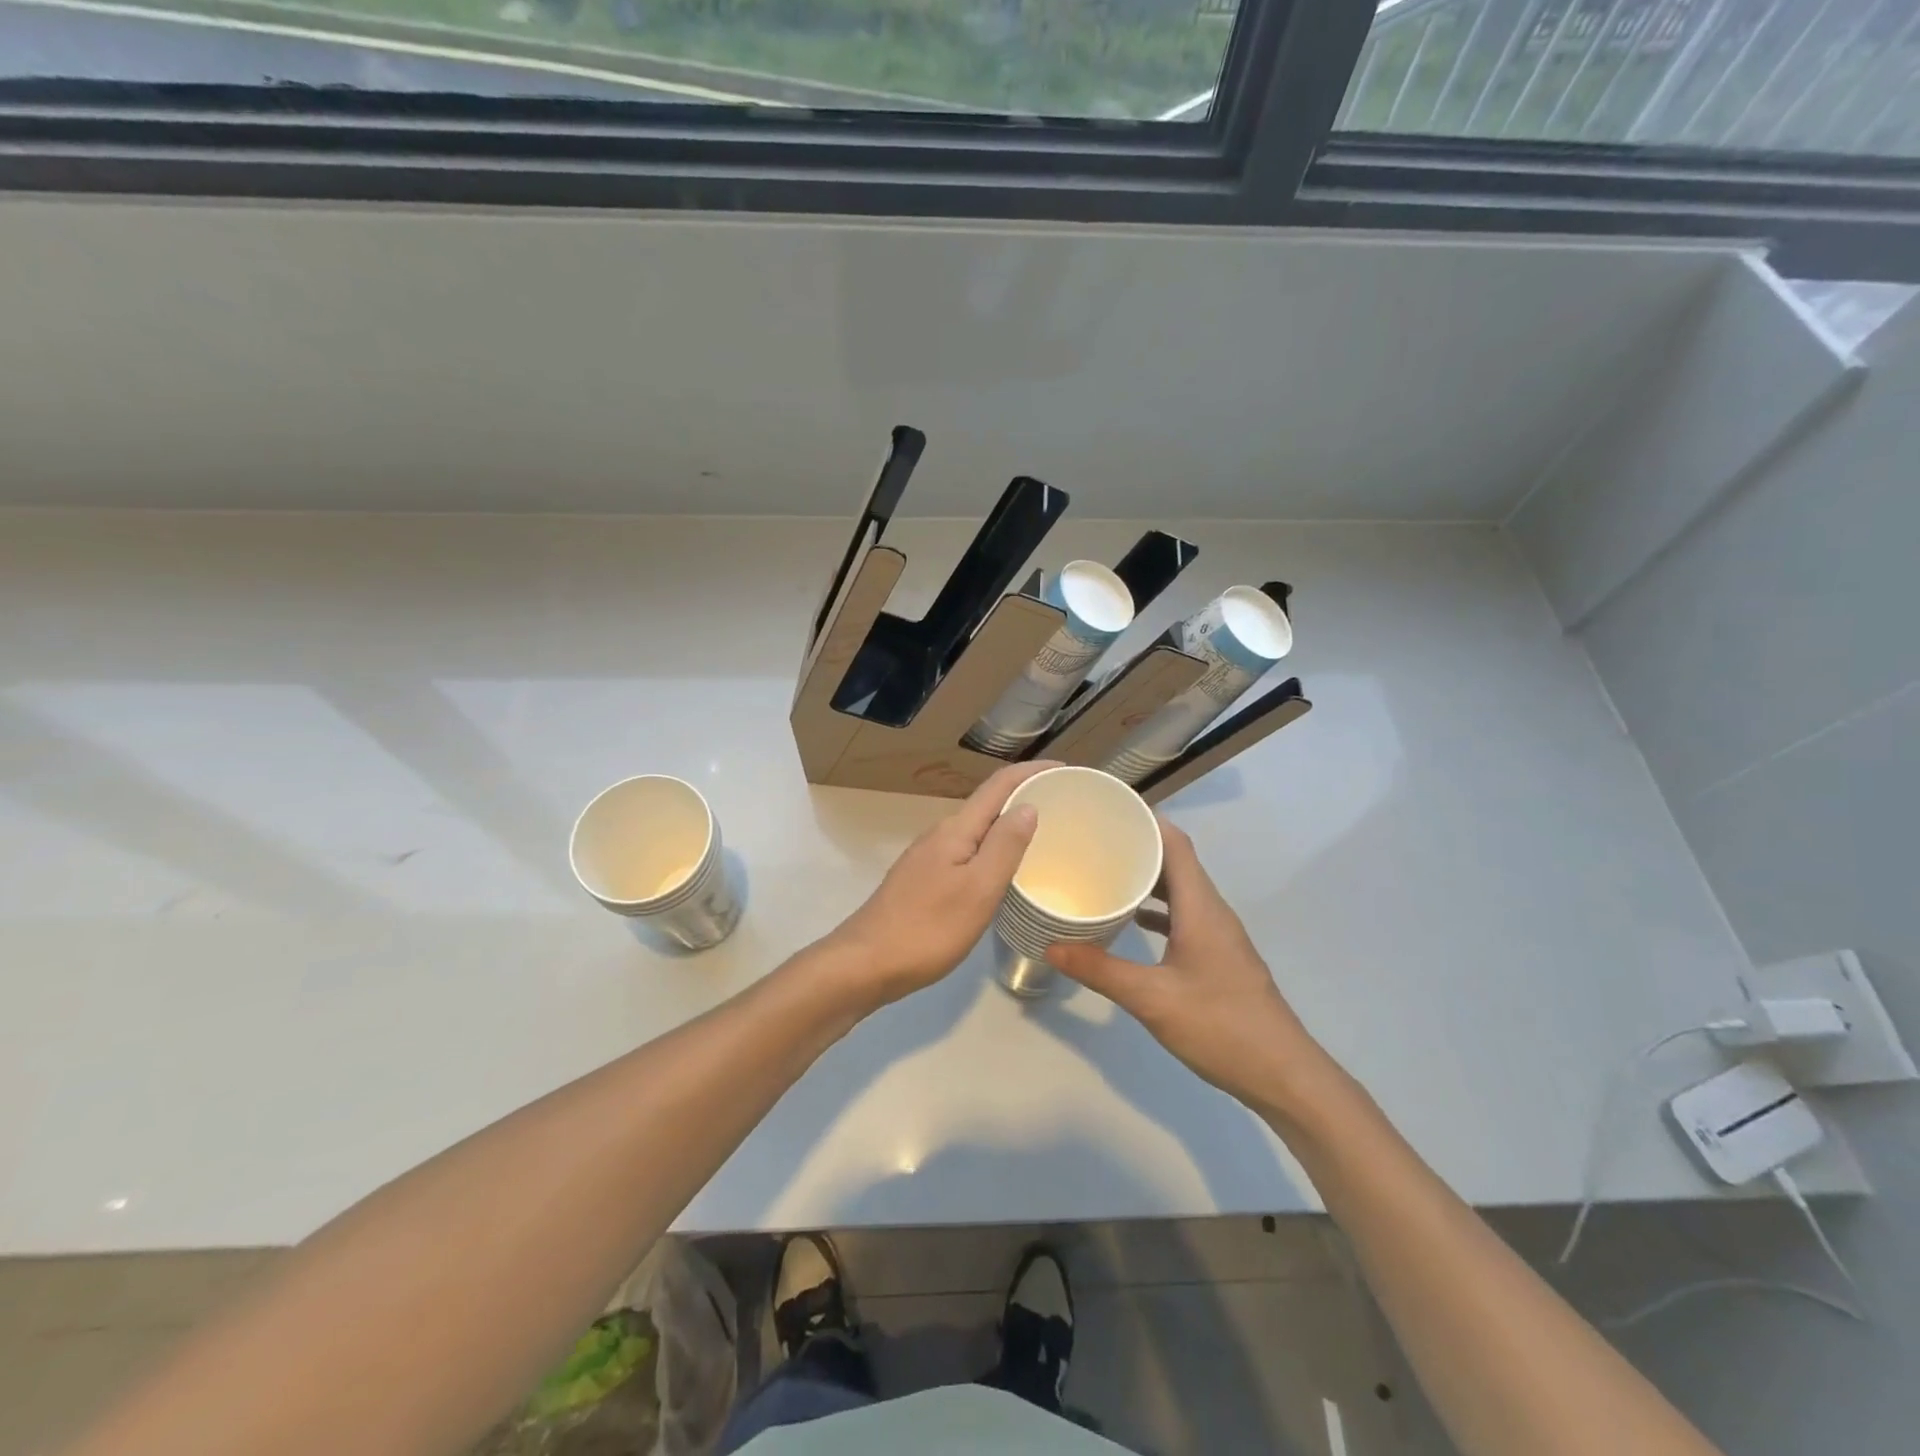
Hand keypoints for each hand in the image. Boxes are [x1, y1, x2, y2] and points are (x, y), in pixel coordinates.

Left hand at [825, 761, 1052, 1005]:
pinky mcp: (923, 880)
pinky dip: (991, 850)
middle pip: (988, 804)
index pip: (998, 785)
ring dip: (1008, 825)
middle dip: (1024, 796)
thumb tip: (1027, 805)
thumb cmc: (927, 929)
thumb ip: (1004, 846)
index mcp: (956, 830)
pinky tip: (1003, 872)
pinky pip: (967, 852)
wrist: (865, 964)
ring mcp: (928, 857)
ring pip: (977, 831)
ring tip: (1043, 837)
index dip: (1032, 771)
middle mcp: (940, 834)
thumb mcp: (978, 889)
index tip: (1066, 769)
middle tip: (1065, 807)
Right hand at [1048, 821, 1334, 1113]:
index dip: (1146, 819)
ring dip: (1147, 876)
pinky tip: (1130, 920)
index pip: (1176, 843)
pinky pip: (1183, 915)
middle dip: (1138, 844)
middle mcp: (1211, 910)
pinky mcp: (1218, 955)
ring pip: (1180, 889)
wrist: (1283, 1074)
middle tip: (1092, 839)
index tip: (1107, 809)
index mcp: (1200, 907)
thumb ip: (1100, 970)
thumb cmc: (1220, 1026)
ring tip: (1104, 871)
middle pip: (1176, 861)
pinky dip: (1156, 908)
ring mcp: (1218, 933)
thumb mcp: (1152, 999)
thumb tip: (1051, 946)